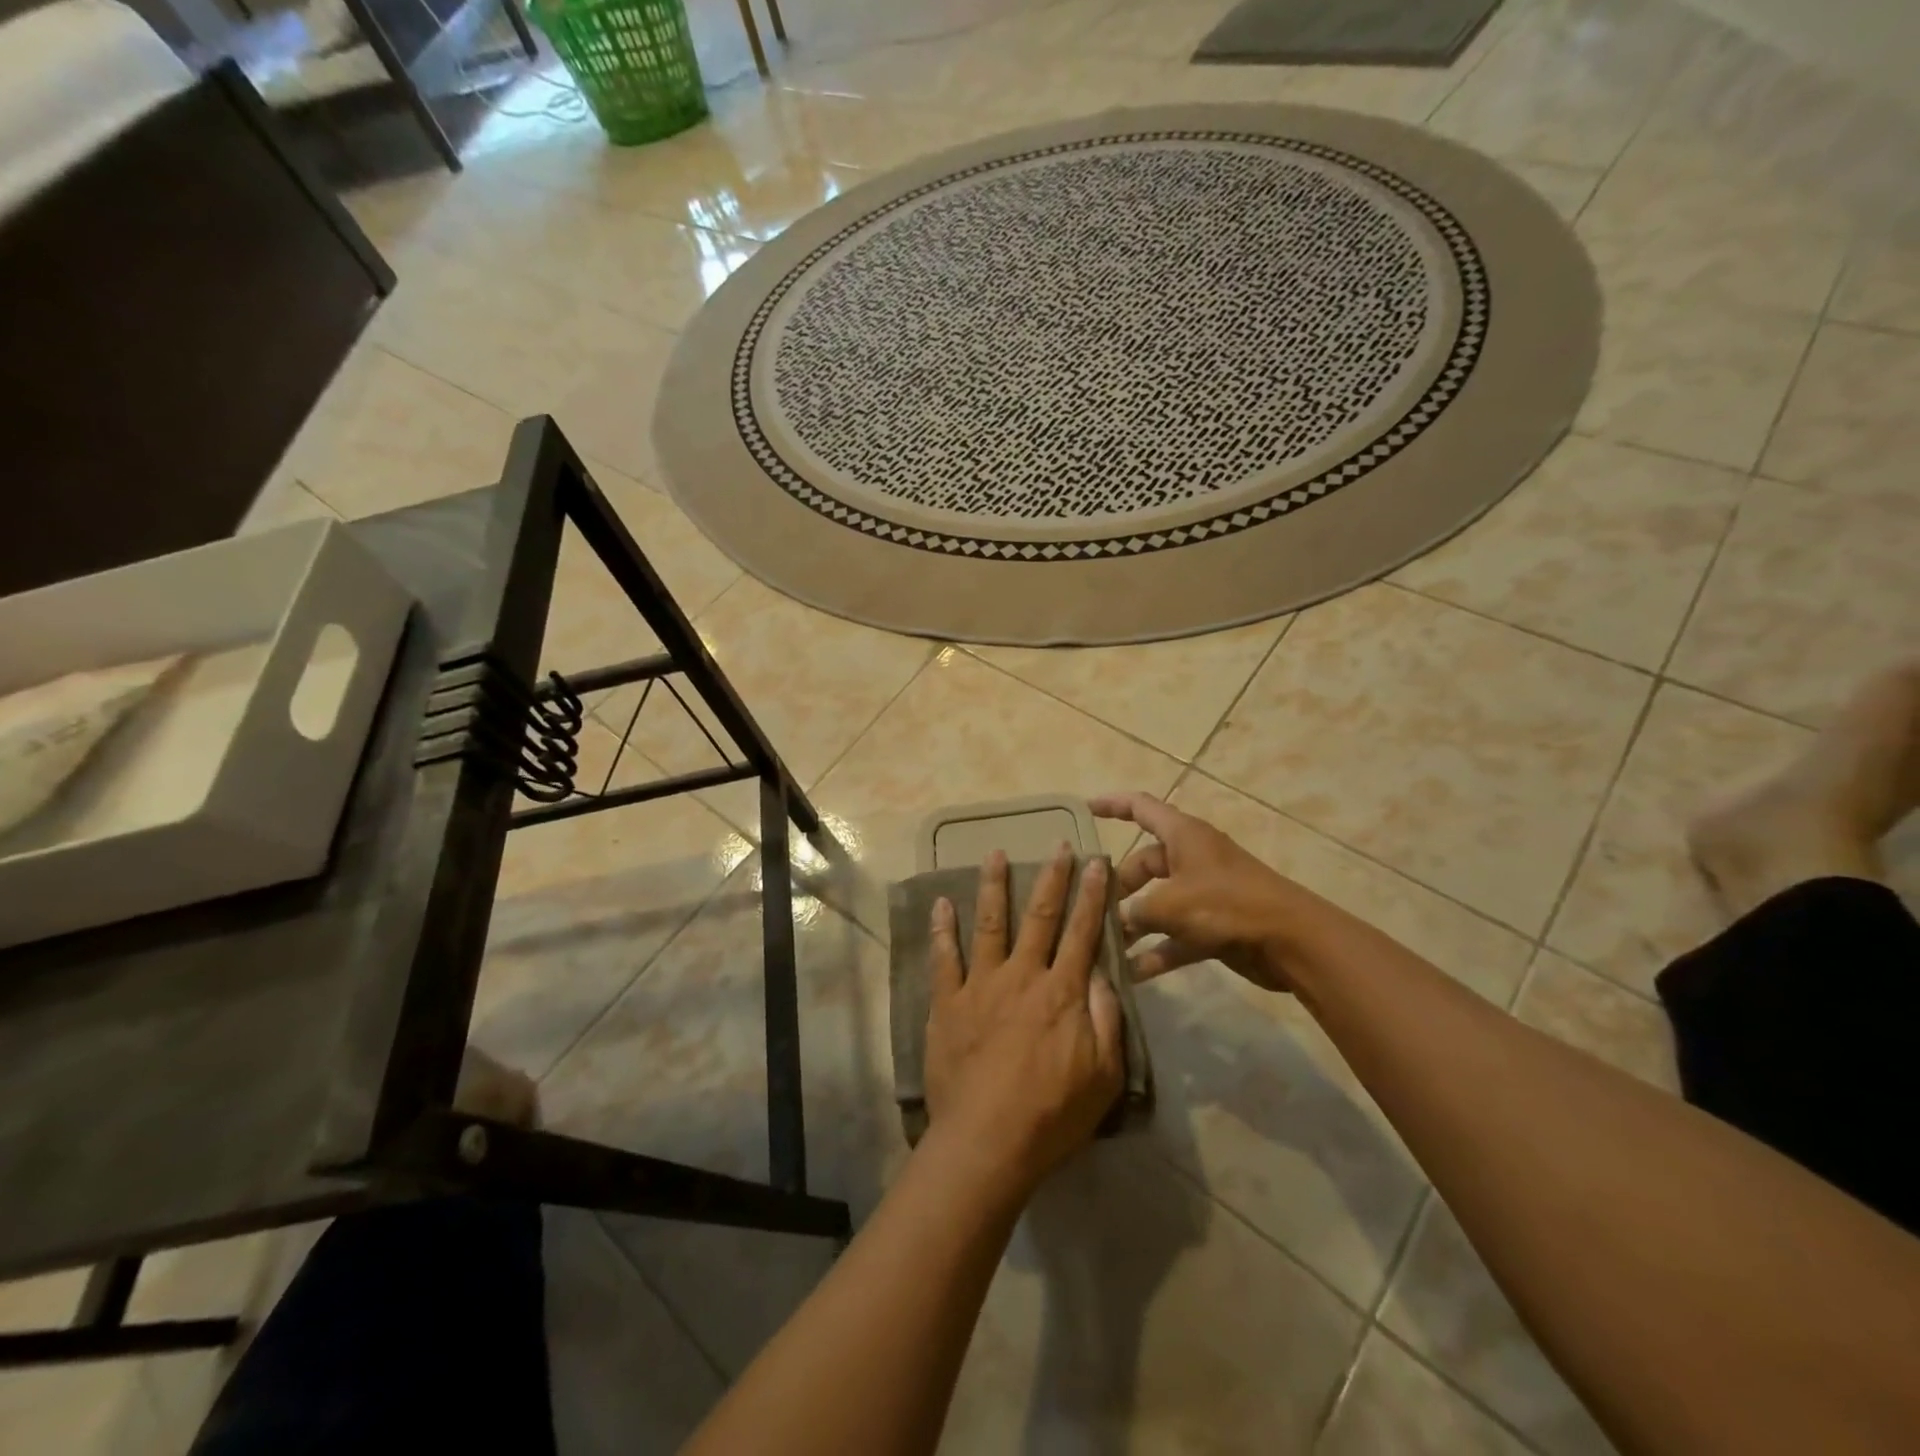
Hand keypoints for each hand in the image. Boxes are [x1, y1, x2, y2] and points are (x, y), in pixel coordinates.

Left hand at [923, 847, 1123, 1191]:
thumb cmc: (1052, 1114)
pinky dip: (942, 929)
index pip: (1082, 931)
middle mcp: (1022, 976)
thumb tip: (1101, 972)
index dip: (1092, 894)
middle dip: (1051, 878)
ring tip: (995, 854)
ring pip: (989, 924)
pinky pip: (944, 958)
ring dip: (993, 886)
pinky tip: (941, 903)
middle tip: (1057, 845)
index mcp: (1062, 992)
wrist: (987, 1142)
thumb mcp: (1104, 1075)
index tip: (1097, 862)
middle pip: (1039, 916)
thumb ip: (1106, 1018)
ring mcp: (981, 985)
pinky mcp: (947, 1002)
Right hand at [1091, 792, 1299, 990]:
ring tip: (1104, 944)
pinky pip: (1175, 935)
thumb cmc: (1226, 905)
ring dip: (1134, 924)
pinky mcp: (1214, 926)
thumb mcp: (1170, 904)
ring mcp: (1204, 893)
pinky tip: (1132, 973)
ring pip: (1158, 902)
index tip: (1084, 810)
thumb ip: (1136, 911)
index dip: (1111, 805)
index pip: (1140, 808)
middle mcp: (1192, 858)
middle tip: (1090, 907)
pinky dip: (1156, 951)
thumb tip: (1116, 921)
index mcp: (1183, 835)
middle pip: (1144, 863)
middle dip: (1117, 886)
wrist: (1290, 941)